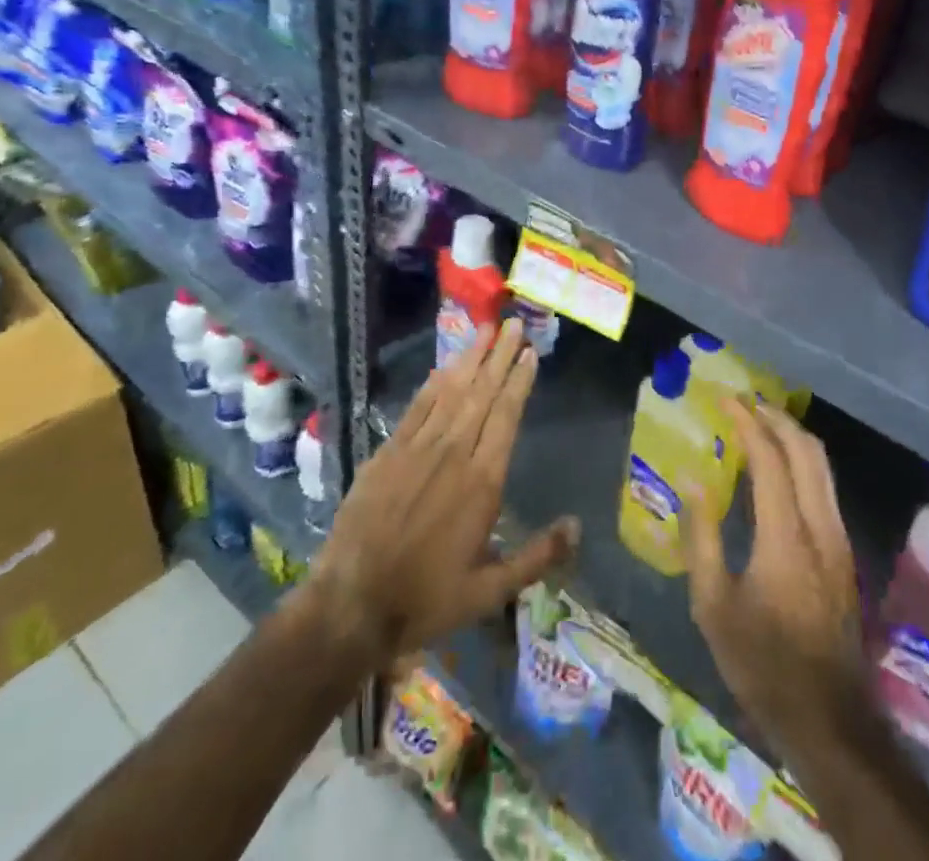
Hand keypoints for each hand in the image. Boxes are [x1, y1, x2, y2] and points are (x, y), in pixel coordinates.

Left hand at [306, 318, 578, 668]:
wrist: (351, 604)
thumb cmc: (427, 598)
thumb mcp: (491, 590)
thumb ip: (537, 557)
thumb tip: (577, 526)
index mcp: (482, 481)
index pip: (506, 416)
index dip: (519, 381)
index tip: (530, 353)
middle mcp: (452, 453)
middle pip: (481, 393)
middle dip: (500, 356)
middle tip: (514, 324)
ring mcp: (417, 449)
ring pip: (450, 391)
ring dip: (470, 358)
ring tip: (486, 330)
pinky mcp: (388, 452)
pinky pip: (417, 407)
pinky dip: (434, 383)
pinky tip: (445, 366)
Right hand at [679, 400, 867, 762]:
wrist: (828, 719)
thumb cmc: (761, 663)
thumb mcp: (713, 605)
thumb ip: (701, 536)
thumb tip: (691, 480)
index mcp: (786, 536)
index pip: (770, 458)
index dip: (747, 422)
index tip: (724, 399)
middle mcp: (820, 526)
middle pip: (807, 450)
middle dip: (776, 417)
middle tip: (744, 402)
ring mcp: (839, 540)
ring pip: (823, 466)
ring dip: (793, 436)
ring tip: (761, 424)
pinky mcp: (845, 554)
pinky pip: (825, 487)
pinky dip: (803, 461)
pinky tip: (780, 468)